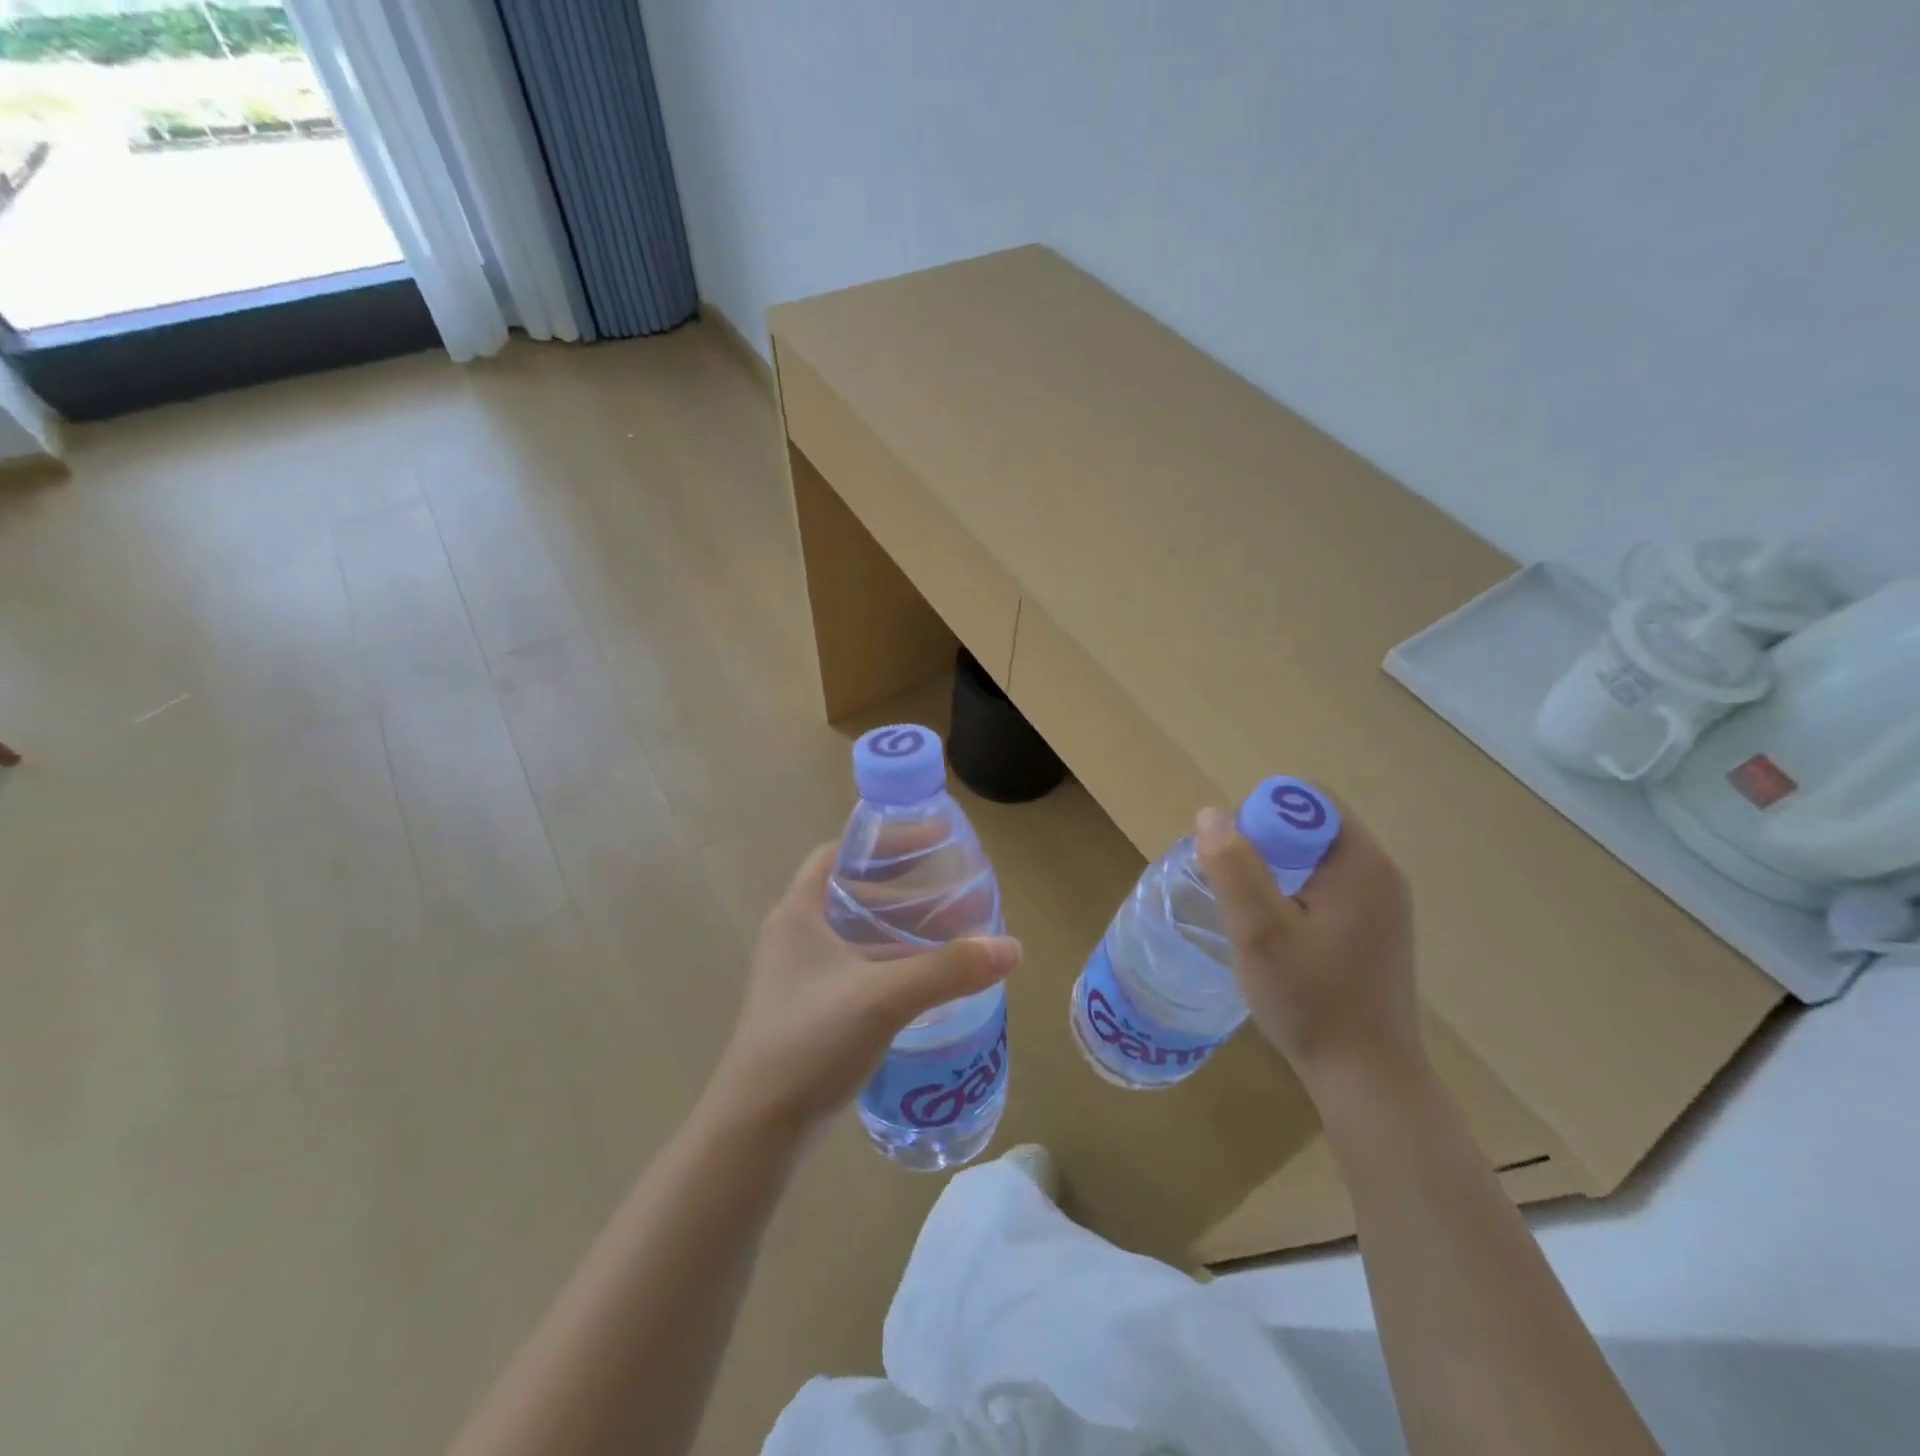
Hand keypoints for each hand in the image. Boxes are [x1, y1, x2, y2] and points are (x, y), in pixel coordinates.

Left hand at [705, 842, 1020, 1142]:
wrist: (756, 1131)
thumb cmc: (810, 1042)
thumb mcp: (883, 997)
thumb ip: (948, 969)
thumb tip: (1012, 947)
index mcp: (799, 913)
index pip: (840, 852)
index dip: (885, 840)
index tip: (933, 838)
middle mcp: (796, 936)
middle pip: (853, 892)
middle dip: (904, 887)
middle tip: (953, 886)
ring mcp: (801, 976)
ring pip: (858, 935)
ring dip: (901, 930)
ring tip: (952, 931)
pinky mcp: (811, 1010)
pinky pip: (858, 969)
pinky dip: (892, 964)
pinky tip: (928, 980)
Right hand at [1194, 799, 1422, 1091]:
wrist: (1368, 1079)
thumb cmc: (1311, 1000)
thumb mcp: (1259, 931)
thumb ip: (1233, 867)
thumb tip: (1211, 813)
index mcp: (1362, 863)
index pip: (1309, 800)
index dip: (1262, 812)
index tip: (1232, 853)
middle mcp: (1381, 874)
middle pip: (1313, 826)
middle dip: (1264, 842)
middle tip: (1231, 882)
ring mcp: (1383, 905)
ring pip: (1317, 859)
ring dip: (1276, 869)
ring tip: (1246, 908)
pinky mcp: (1376, 931)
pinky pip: (1328, 887)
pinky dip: (1294, 893)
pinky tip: (1275, 932)